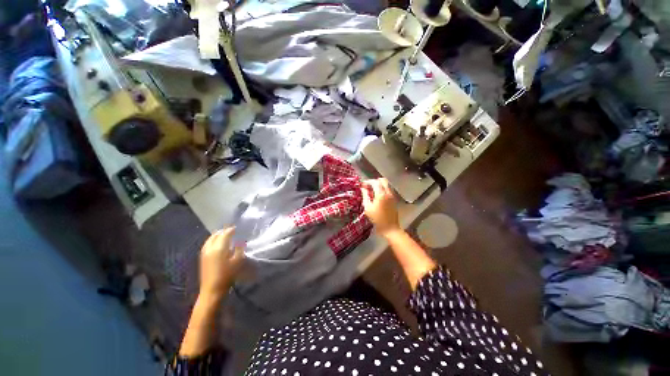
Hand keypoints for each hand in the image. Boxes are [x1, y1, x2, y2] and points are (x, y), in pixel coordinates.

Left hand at [198, 227, 244, 299]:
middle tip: (232, 231)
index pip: (225, 234)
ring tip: (225, 235)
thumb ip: (239, 249)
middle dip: (224, 231)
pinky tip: (217, 243)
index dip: (232, 230)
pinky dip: (213, 240)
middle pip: (216, 235)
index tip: (238, 228)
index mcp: (219, 248)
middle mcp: (210, 248)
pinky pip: (207, 244)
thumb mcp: (238, 261)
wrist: (212, 290)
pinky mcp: (202, 258)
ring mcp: (204, 253)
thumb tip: (239, 241)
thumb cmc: (227, 275)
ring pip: (210, 239)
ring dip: (217, 235)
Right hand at [361, 178, 400, 236]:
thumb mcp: (368, 208)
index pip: (375, 182)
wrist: (390, 228)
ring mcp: (392, 196)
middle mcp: (388, 193)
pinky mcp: (394, 200)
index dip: (368, 182)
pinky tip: (376, 196)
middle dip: (374, 181)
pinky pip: (388, 190)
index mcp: (381, 194)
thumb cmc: (377, 219)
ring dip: (378, 185)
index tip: (362, 185)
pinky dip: (382, 190)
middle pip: (382, 180)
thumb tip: (363, 188)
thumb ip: (365, 196)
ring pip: (386, 185)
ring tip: (371, 191)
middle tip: (367, 186)